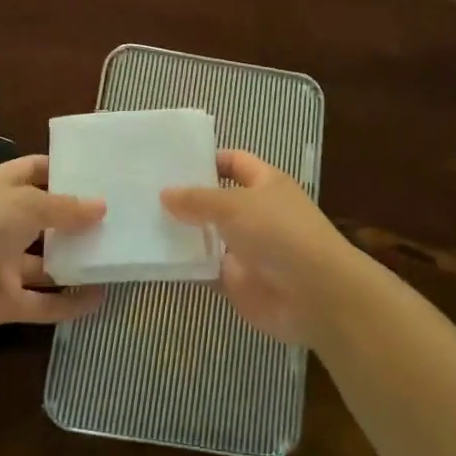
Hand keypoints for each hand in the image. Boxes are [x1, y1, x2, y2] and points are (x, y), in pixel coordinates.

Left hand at [0, 155, 105, 338]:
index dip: (63, 171)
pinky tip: (99, 299)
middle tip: (118, 220)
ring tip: (115, 259)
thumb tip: (101, 207)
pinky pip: (41, 302)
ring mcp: (2, 264)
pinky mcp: (3, 301)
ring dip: (75, 263)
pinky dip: (67, 303)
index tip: (99, 175)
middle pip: (44, 219)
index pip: (35, 171)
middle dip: (76, 221)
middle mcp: (2, 222)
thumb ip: (65, 208)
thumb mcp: (27, 204)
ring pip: (45, 263)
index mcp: (1, 188)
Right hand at [162, 149, 365, 346]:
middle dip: (186, 198)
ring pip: (208, 235)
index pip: (233, 162)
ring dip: (182, 232)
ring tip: (140, 222)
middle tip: (143, 192)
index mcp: (265, 183)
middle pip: (216, 200)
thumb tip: (165, 193)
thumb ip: (197, 200)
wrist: (315, 295)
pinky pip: (205, 269)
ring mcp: (246, 249)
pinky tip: (155, 259)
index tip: (171, 162)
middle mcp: (256, 212)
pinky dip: (185, 266)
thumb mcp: (234, 205)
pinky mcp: (237, 281)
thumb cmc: (279, 233)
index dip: (206, 159)